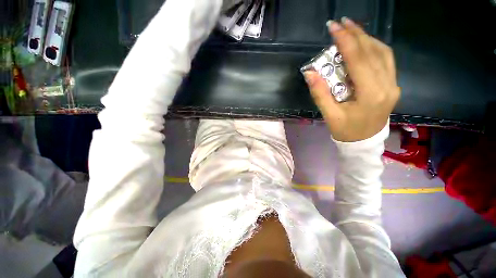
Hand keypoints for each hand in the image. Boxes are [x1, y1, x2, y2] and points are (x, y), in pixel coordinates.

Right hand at [304, 18, 399, 141]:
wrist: (364, 142)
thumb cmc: (345, 131)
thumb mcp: (329, 115)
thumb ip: (320, 94)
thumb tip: (310, 73)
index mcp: (370, 94)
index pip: (358, 60)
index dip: (346, 41)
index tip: (334, 27)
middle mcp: (387, 85)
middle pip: (373, 52)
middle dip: (356, 34)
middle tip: (342, 23)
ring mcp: (393, 84)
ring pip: (383, 53)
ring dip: (366, 38)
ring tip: (351, 30)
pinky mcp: (393, 85)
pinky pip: (386, 60)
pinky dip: (374, 48)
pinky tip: (363, 45)